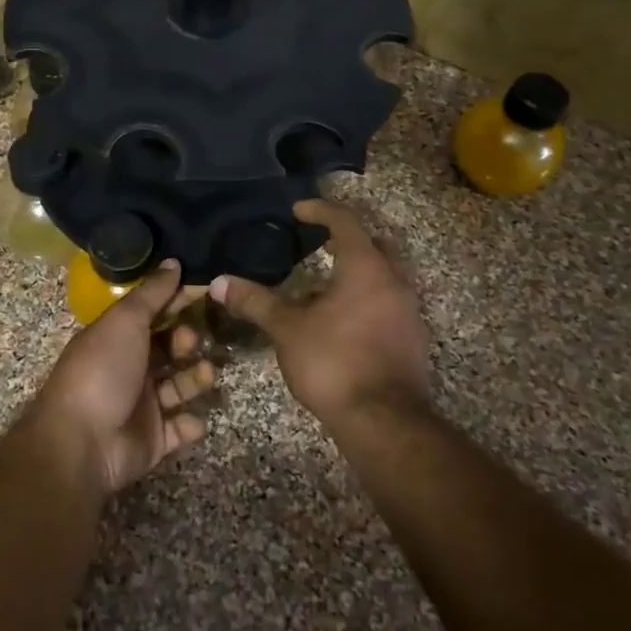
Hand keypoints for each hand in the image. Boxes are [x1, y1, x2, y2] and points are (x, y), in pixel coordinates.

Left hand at [26, 261, 217, 495]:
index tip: (206, 292)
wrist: (81, 442)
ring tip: (206, 375)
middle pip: (170, 349)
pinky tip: (193, 419)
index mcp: (118, 338)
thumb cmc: (102, 371)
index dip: (178, 303)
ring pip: (180, 386)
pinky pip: (181, 429)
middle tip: (191, 343)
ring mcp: (142, 406)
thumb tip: (174, 262)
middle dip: (188, 342)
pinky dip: (191, 424)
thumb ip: (152, 293)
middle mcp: (130, 368)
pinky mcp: (154, 440)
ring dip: (196, 379)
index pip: (155, 314)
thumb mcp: (124, 321)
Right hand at [210, 200, 431, 427]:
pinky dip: (366, 299)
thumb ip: (255, 301)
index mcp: (366, 267)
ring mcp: (408, 312)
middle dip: (347, 239)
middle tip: (317, 242)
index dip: (320, 210)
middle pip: (374, 245)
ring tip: (323, 284)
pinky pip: (388, 304)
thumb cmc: (334, 362)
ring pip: (384, 276)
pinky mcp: (412, 340)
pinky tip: (341, 320)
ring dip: (357, 272)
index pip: (345, 222)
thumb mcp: (287, 329)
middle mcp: (394, 281)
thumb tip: (218, 281)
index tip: (298, 210)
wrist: (384, 421)